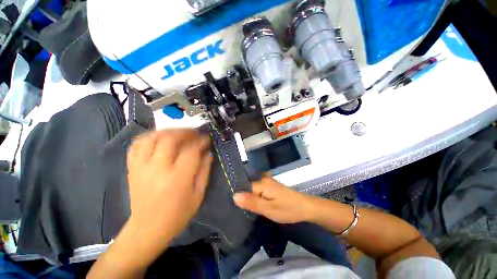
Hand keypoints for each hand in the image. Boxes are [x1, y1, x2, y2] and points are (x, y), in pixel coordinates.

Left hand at [126, 129, 211, 241]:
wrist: (148, 228)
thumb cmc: (178, 213)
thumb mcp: (199, 194)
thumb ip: (204, 170)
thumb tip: (208, 152)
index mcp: (178, 178)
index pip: (191, 150)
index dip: (201, 141)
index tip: (207, 139)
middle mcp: (157, 168)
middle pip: (170, 138)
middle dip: (185, 132)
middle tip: (194, 133)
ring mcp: (141, 167)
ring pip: (152, 137)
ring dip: (168, 131)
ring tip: (179, 133)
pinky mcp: (132, 168)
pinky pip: (137, 144)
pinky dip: (150, 137)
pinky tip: (159, 139)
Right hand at [233, 175, 316, 223]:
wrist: (306, 208)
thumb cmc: (287, 209)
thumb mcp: (268, 208)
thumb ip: (251, 202)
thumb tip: (234, 195)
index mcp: (262, 183)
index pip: (245, 188)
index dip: (241, 198)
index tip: (237, 208)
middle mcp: (264, 180)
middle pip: (249, 189)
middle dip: (246, 199)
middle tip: (243, 211)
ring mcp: (269, 183)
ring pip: (255, 191)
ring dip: (252, 200)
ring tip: (248, 210)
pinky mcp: (272, 188)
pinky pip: (260, 192)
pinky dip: (258, 199)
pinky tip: (257, 206)